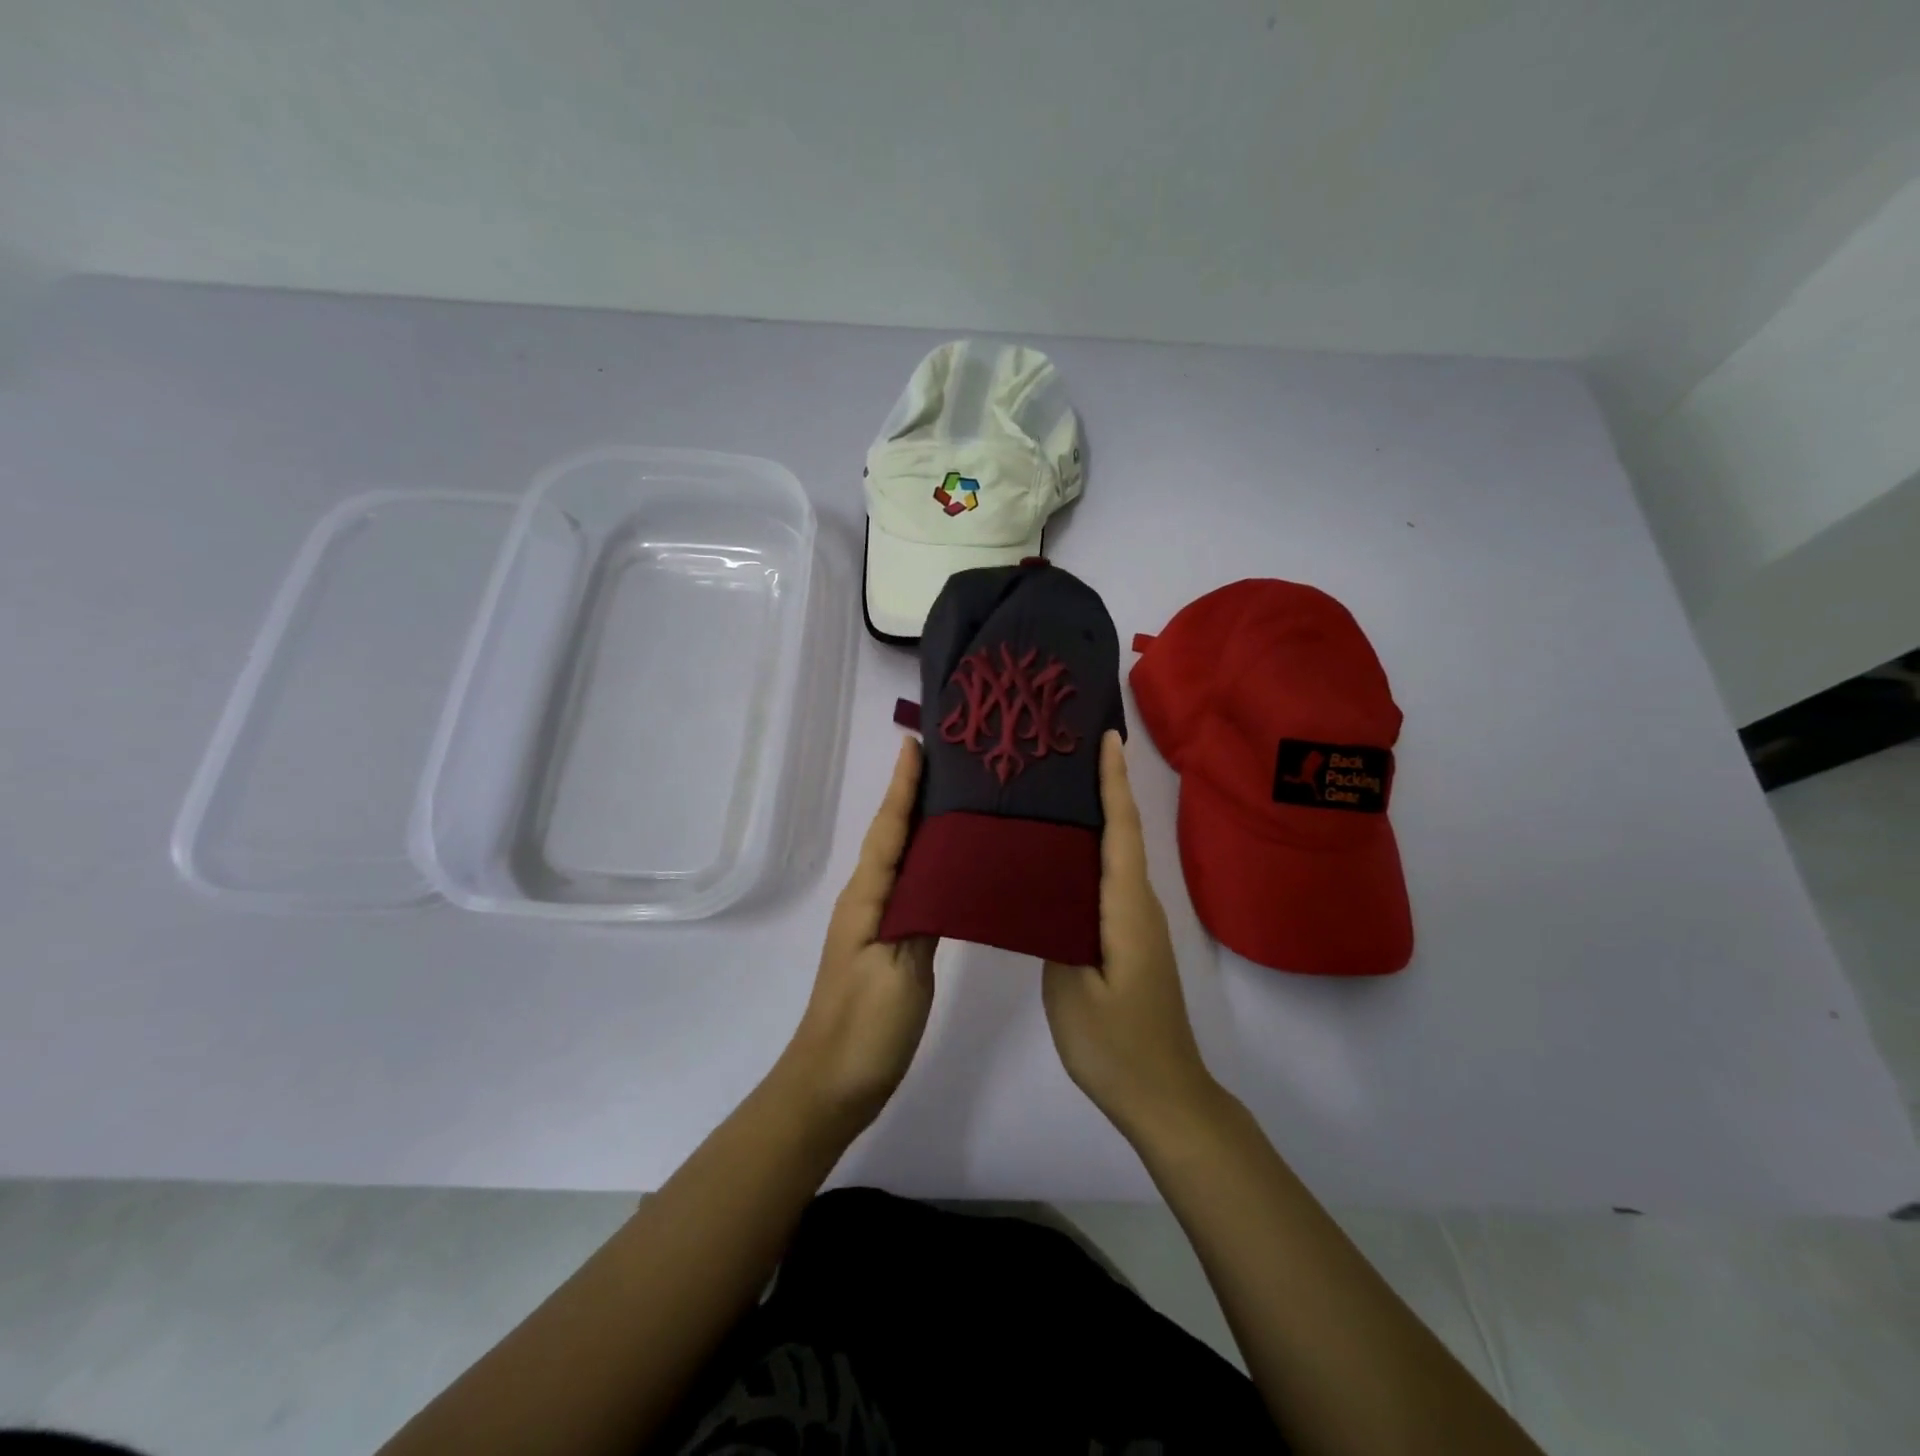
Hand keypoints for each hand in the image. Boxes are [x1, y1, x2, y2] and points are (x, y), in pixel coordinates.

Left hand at [778, 736, 936, 1131]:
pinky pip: (911, 889)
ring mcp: (876, 924)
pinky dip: (929, 864)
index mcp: (868, 899)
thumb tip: (944, 873)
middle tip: (950, 762)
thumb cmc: (865, 1028)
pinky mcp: (889, 945)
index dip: (902, 787)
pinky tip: (953, 865)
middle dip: (914, 795)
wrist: (832, 1086)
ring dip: (922, 825)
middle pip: (893, 835)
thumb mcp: (900, 972)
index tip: (916, 744)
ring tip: (958, 800)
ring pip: (902, 860)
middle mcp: (868, 901)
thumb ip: (923, 918)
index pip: (889, 829)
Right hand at [1044, 731, 1218, 1140]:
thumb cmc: (1117, 1045)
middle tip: (1067, 751)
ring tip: (1057, 789)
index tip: (1107, 737)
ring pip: (1117, 856)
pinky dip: (1093, 853)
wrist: (1164, 1096)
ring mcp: (1137, 922)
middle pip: (1123, 833)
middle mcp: (1139, 905)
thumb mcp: (1071, 992)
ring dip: (1098, 817)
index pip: (1121, 831)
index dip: (1114, 782)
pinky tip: (1061, 855)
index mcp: (1126, 909)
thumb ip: (1054, 933)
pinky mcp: (1130, 938)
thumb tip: (1043, 892)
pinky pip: (1110, 880)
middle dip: (1104, 787)